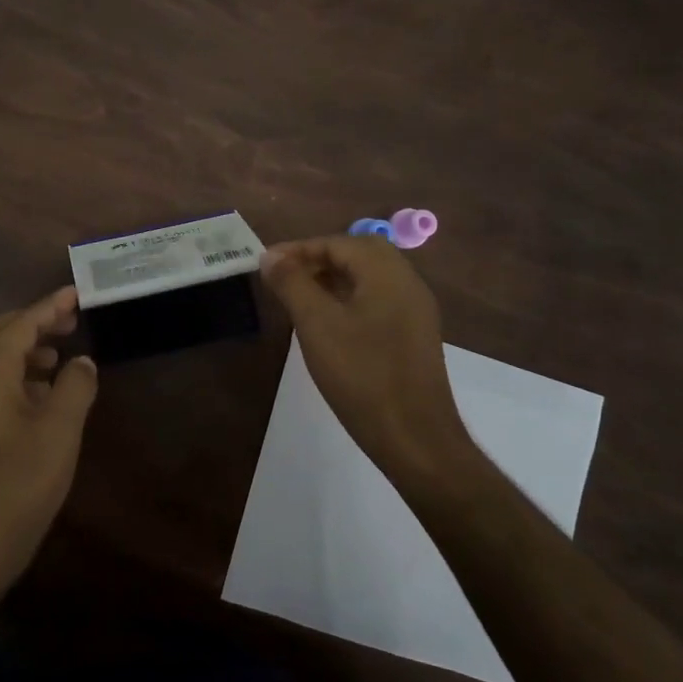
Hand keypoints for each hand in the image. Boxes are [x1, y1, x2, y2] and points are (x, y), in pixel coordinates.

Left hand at [0, 286, 98, 604]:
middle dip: (31, 322)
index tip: (75, 294)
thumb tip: (81, 361)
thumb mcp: (59, 433)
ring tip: (57, 357)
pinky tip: (39, 396)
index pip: (19, 326)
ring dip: (21, 349)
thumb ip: (75, 388)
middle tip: (67, 322)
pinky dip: (12, 375)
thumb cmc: (17, 486)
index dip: (48, 307)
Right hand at [260, 236, 475, 482]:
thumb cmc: (362, 375)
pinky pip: (378, 300)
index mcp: (387, 273)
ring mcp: (415, 311)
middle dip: (319, 258)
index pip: (338, 243)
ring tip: (299, 297)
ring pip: (369, 278)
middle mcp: (407, 283)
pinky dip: (349, 298)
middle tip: (286, 275)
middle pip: (359, 253)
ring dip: (333, 278)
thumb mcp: (316, 325)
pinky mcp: (414, 336)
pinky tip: (328, 324)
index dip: (299, 249)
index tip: (267, 263)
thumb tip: (271, 256)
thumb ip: (292, 283)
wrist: (415, 439)